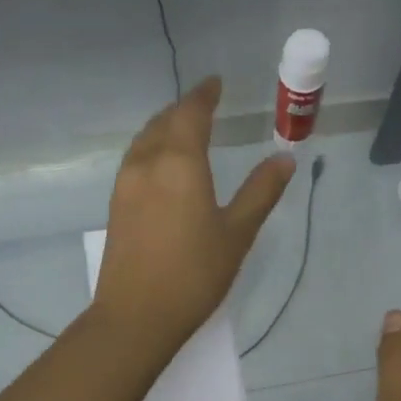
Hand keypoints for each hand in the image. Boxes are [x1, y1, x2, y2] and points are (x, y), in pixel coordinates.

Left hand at [91, 77, 294, 355]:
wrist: (136, 316)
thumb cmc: (194, 275)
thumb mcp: (237, 234)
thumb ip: (260, 192)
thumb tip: (284, 160)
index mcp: (179, 163)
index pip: (191, 113)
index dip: (204, 95)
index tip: (216, 83)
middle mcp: (147, 164)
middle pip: (163, 122)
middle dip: (184, 108)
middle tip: (205, 104)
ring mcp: (125, 184)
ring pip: (144, 140)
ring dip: (165, 126)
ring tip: (184, 127)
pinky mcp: (116, 205)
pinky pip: (135, 159)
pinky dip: (152, 147)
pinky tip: (162, 164)